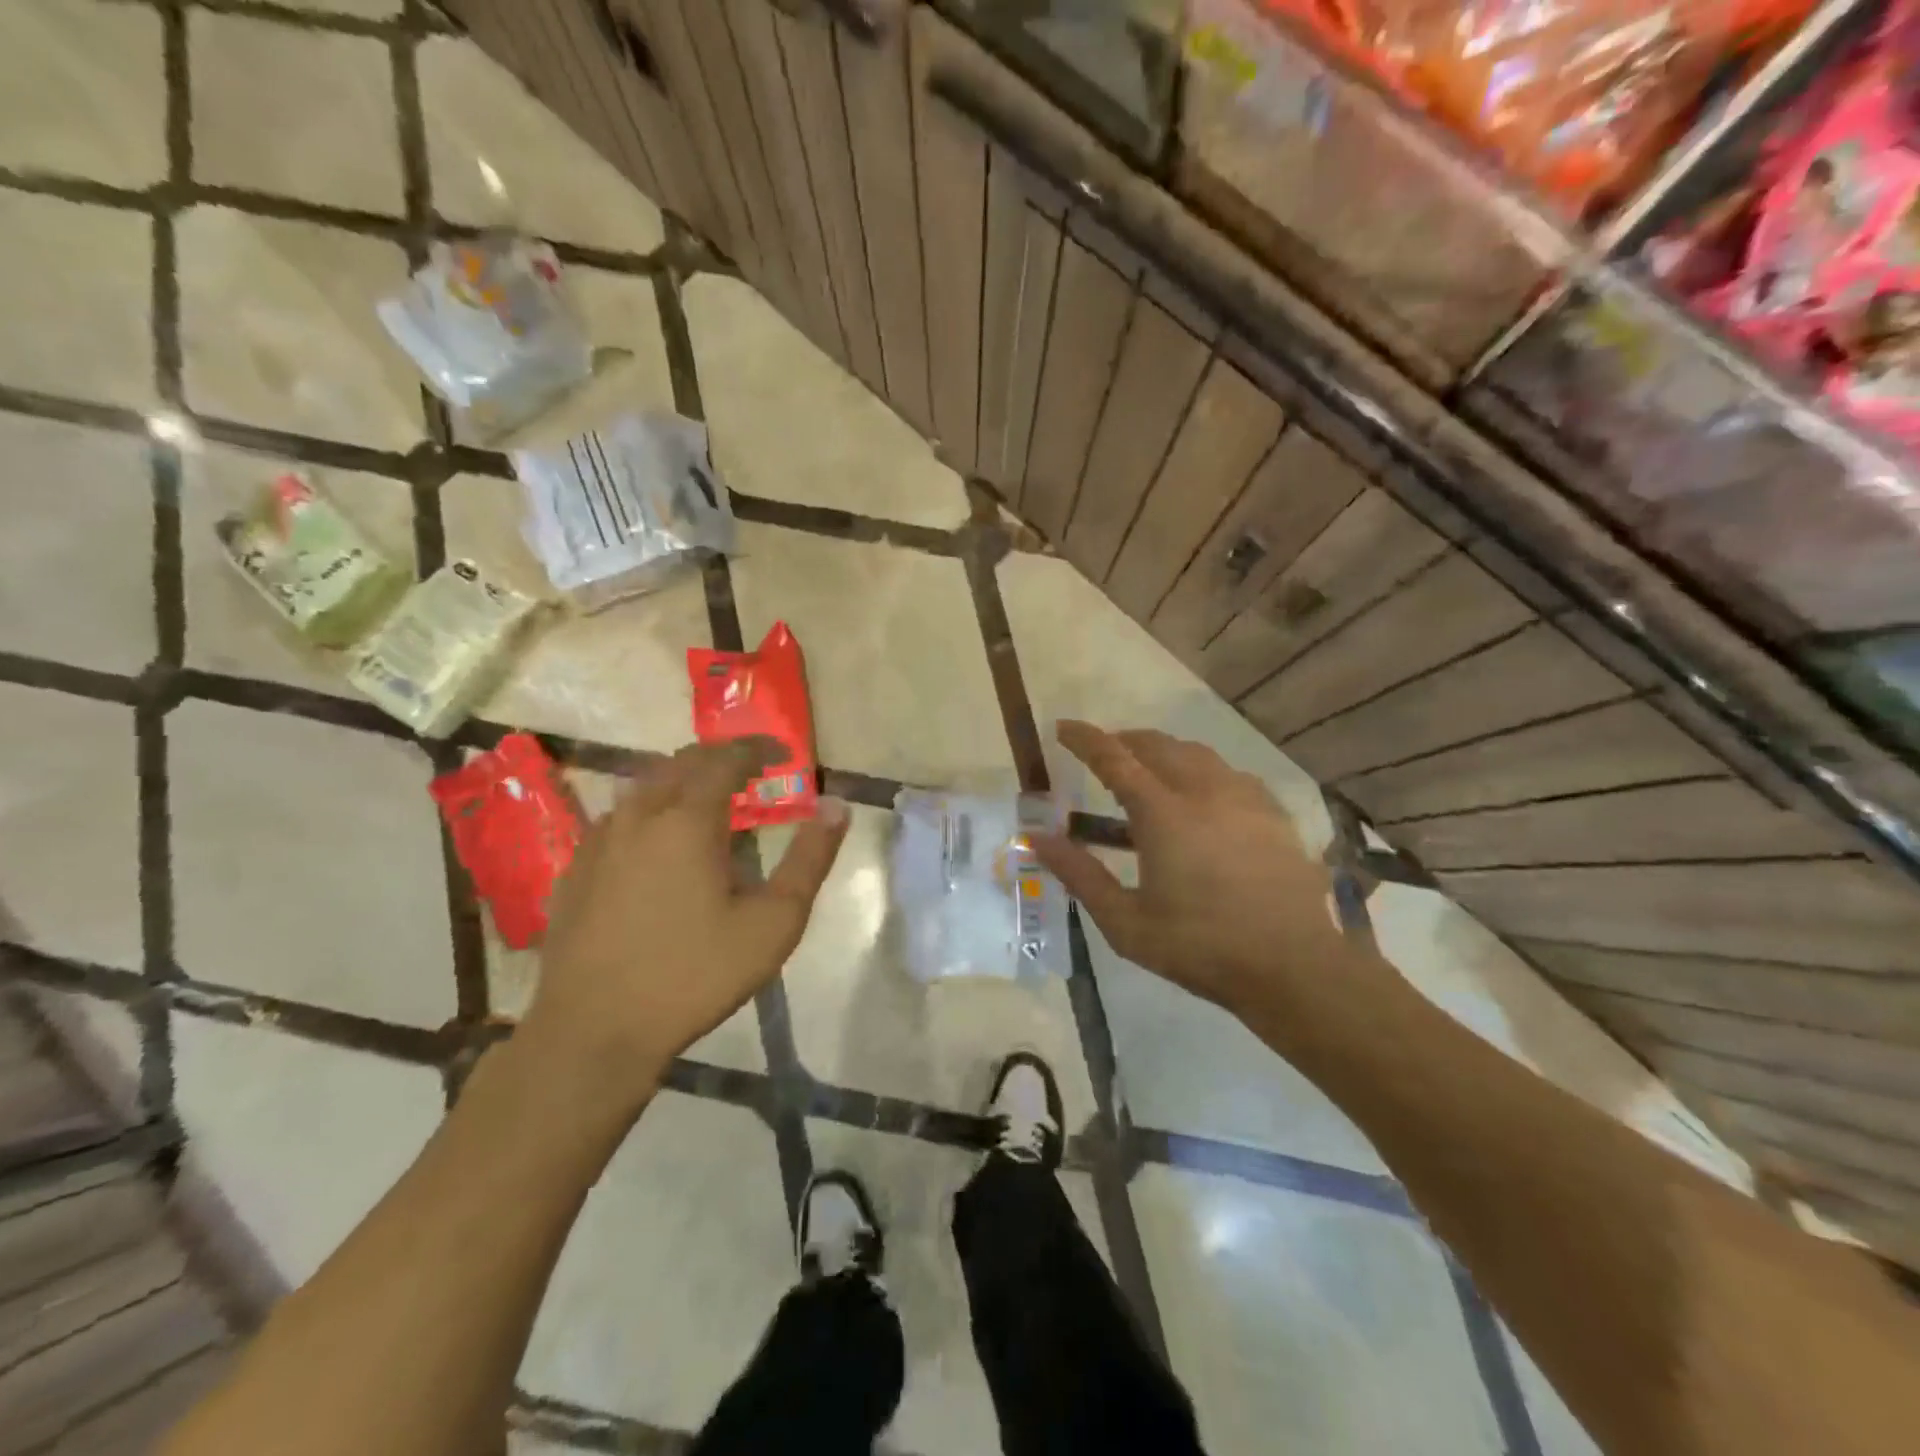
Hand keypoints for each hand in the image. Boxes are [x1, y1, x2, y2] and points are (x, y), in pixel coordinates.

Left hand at [521, 739, 847, 1107]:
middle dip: (720, 757)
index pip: (725, 758)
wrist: (594, 1031)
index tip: (783, 755)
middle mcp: (638, 816)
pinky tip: (660, 843)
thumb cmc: (695, 974)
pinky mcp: (576, 870)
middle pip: (681, 762)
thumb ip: (810, 859)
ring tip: (711, 801)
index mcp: (687, 820)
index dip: (757, 749)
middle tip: (752, 770)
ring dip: (683, 780)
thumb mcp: (774, 922)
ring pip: (645, 786)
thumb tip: (836, 806)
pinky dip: (651, 810)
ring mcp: (599, 841)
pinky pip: (619, 818)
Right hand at [1033, 721, 1378, 1027]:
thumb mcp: (1125, 922)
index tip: (1062, 727)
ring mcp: (1244, 798)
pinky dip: (1202, 771)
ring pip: (1197, 753)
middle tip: (1104, 753)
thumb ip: (1079, 874)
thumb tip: (1038, 838)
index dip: (1085, 739)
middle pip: (1157, 745)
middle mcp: (1204, 791)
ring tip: (1148, 770)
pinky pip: (1229, 773)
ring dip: (1164, 752)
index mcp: (1163, 813)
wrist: (1293, 966)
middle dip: (1124, 740)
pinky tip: (1202, 796)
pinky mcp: (1273, 813)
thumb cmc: (1200, 947)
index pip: (1114, 758)